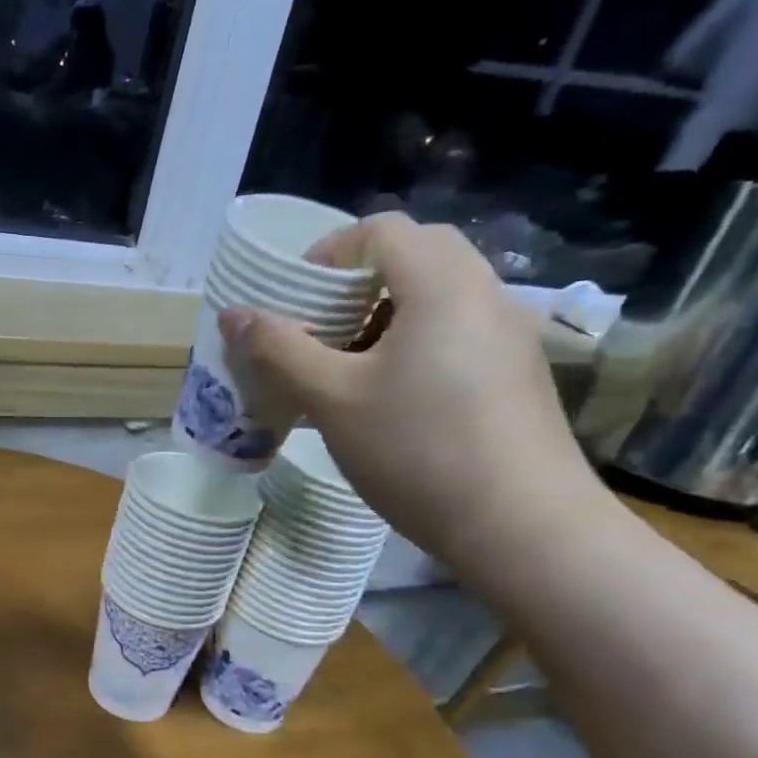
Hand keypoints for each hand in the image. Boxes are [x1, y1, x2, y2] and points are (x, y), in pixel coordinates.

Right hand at [220, 212, 600, 568]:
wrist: (523, 527)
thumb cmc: (419, 451)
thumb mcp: (333, 399)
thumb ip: (279, 350)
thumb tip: (233, 316)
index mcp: (442, 284)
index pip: (381, 230)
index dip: (328, 253)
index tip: (295, 300)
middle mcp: (485, 294)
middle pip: (414, 255)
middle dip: (356, 284)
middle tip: (319, 330)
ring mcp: (510, 335)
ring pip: (438, 296)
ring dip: (384, 316)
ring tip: (347, 369)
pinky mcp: (518, 373)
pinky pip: (458, 331)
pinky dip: (415, 342)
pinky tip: (391, 399)